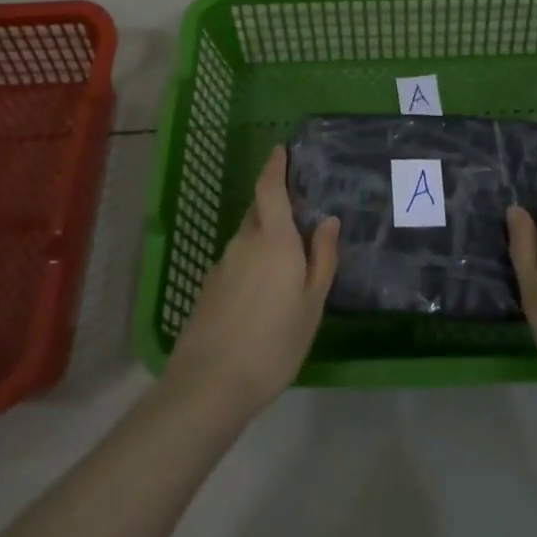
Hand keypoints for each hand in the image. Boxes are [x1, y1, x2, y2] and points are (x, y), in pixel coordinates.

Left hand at [165, 146, 339, 418]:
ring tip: (284, 266)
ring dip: (264, 240)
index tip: (279, 150)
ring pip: (247, 239)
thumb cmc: (273, 343)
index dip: (274, 166)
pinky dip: (250, 265)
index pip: (270, 188)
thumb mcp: (311, 304)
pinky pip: (235, 263)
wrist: (209, 386)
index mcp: (273, 239)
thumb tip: (327, 220)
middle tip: (297, 218)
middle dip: (274, 206)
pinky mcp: (208, 289)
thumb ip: (322, 258)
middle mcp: (244, 242)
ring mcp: (222, 265)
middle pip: (259, 212)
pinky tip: (260, 296)